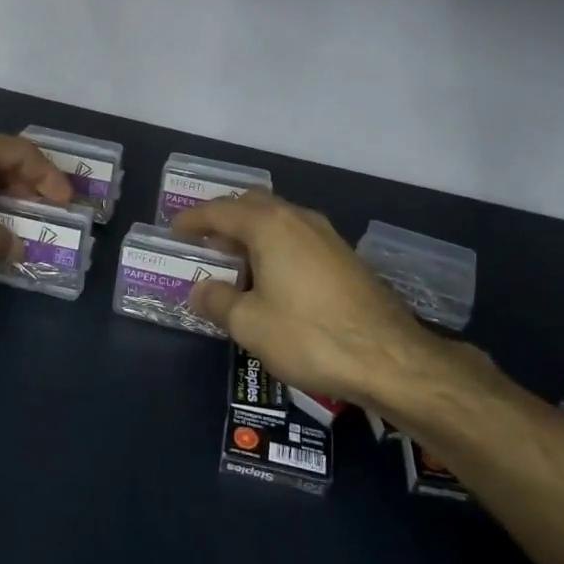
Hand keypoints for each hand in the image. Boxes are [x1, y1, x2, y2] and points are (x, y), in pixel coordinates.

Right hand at [174, 192, 490, 408]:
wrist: (390, 357)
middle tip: (203, 242)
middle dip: (224, 219)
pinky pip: (297, 237)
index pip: (220, 210)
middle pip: (252, 205)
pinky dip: (275, 246)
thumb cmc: (309, 336)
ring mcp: (326, 235)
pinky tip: (271, 278)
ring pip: (278, 220)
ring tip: (234, 261)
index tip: (174, 230)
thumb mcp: (250, 324)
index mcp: (270, 225)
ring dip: (251, 233)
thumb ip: (217, 301)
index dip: (193, 220)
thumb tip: (199, 290)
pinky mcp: (344, 256)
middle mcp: (298, 219)